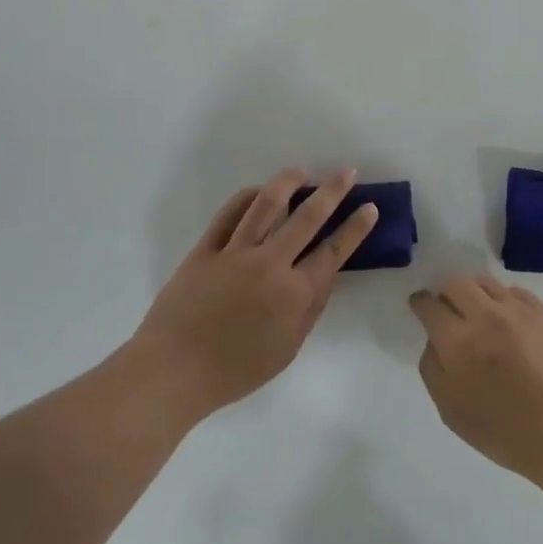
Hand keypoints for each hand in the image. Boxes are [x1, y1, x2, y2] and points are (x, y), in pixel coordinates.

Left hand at [134, 170, 376, 419]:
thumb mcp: (286, 350)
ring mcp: (235, 253)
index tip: (369, 207)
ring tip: (302, 172)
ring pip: (266, 205)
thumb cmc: (235, 371)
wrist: (173, 371)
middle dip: (332, 192)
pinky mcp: (205, 249)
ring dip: (288, 182)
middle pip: (306, 218)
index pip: (333, 252)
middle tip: (346, 173)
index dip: (355, 228)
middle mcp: (269, 265)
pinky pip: (228, 215)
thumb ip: (311, 310)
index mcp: (293, 294)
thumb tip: (328, 276)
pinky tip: (257, 191)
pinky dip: (246, 197)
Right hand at [409, 274, 542, 488]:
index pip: (429, 305)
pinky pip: (516, 292)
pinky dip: (504, 299)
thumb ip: (433, 369)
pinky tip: (508, 319)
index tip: (420, 306)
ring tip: (479, 311)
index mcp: (459, 343)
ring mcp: (519, 312)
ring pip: (486, 282)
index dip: (420, 303)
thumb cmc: (507, 433)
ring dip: (474, 292)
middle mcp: (486, 317)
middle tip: (449, 309)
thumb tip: (434, 341)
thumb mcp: (452, 412)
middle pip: (456, 283)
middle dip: (446, 293)